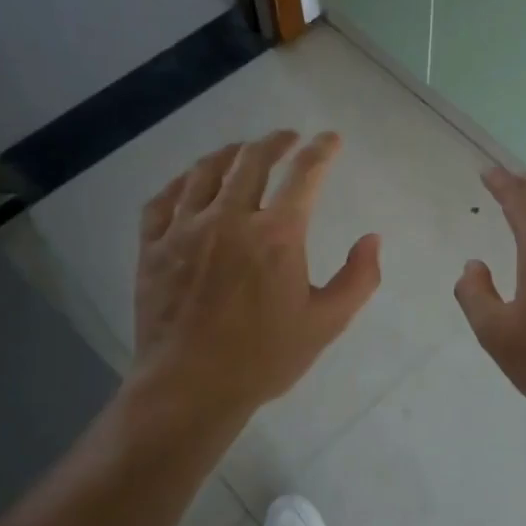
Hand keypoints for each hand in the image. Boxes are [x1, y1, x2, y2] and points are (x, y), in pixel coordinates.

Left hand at [132, 130, 381, 419]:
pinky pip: (163, 200)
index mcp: (276, 235)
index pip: (304, 175)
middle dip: (275, 142)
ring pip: (205, 172)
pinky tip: (189, 182)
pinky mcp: (153, 247)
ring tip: (240, 150)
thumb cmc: (263, 358)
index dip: (321, 151)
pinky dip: (181, 182)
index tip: (330, 139)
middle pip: (252, 161)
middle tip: (287, 138)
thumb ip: (358, 279)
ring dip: (229, 154)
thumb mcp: (326, 324)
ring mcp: (185, 230)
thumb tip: (372, 239)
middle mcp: (229, 219)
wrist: (190, 387)